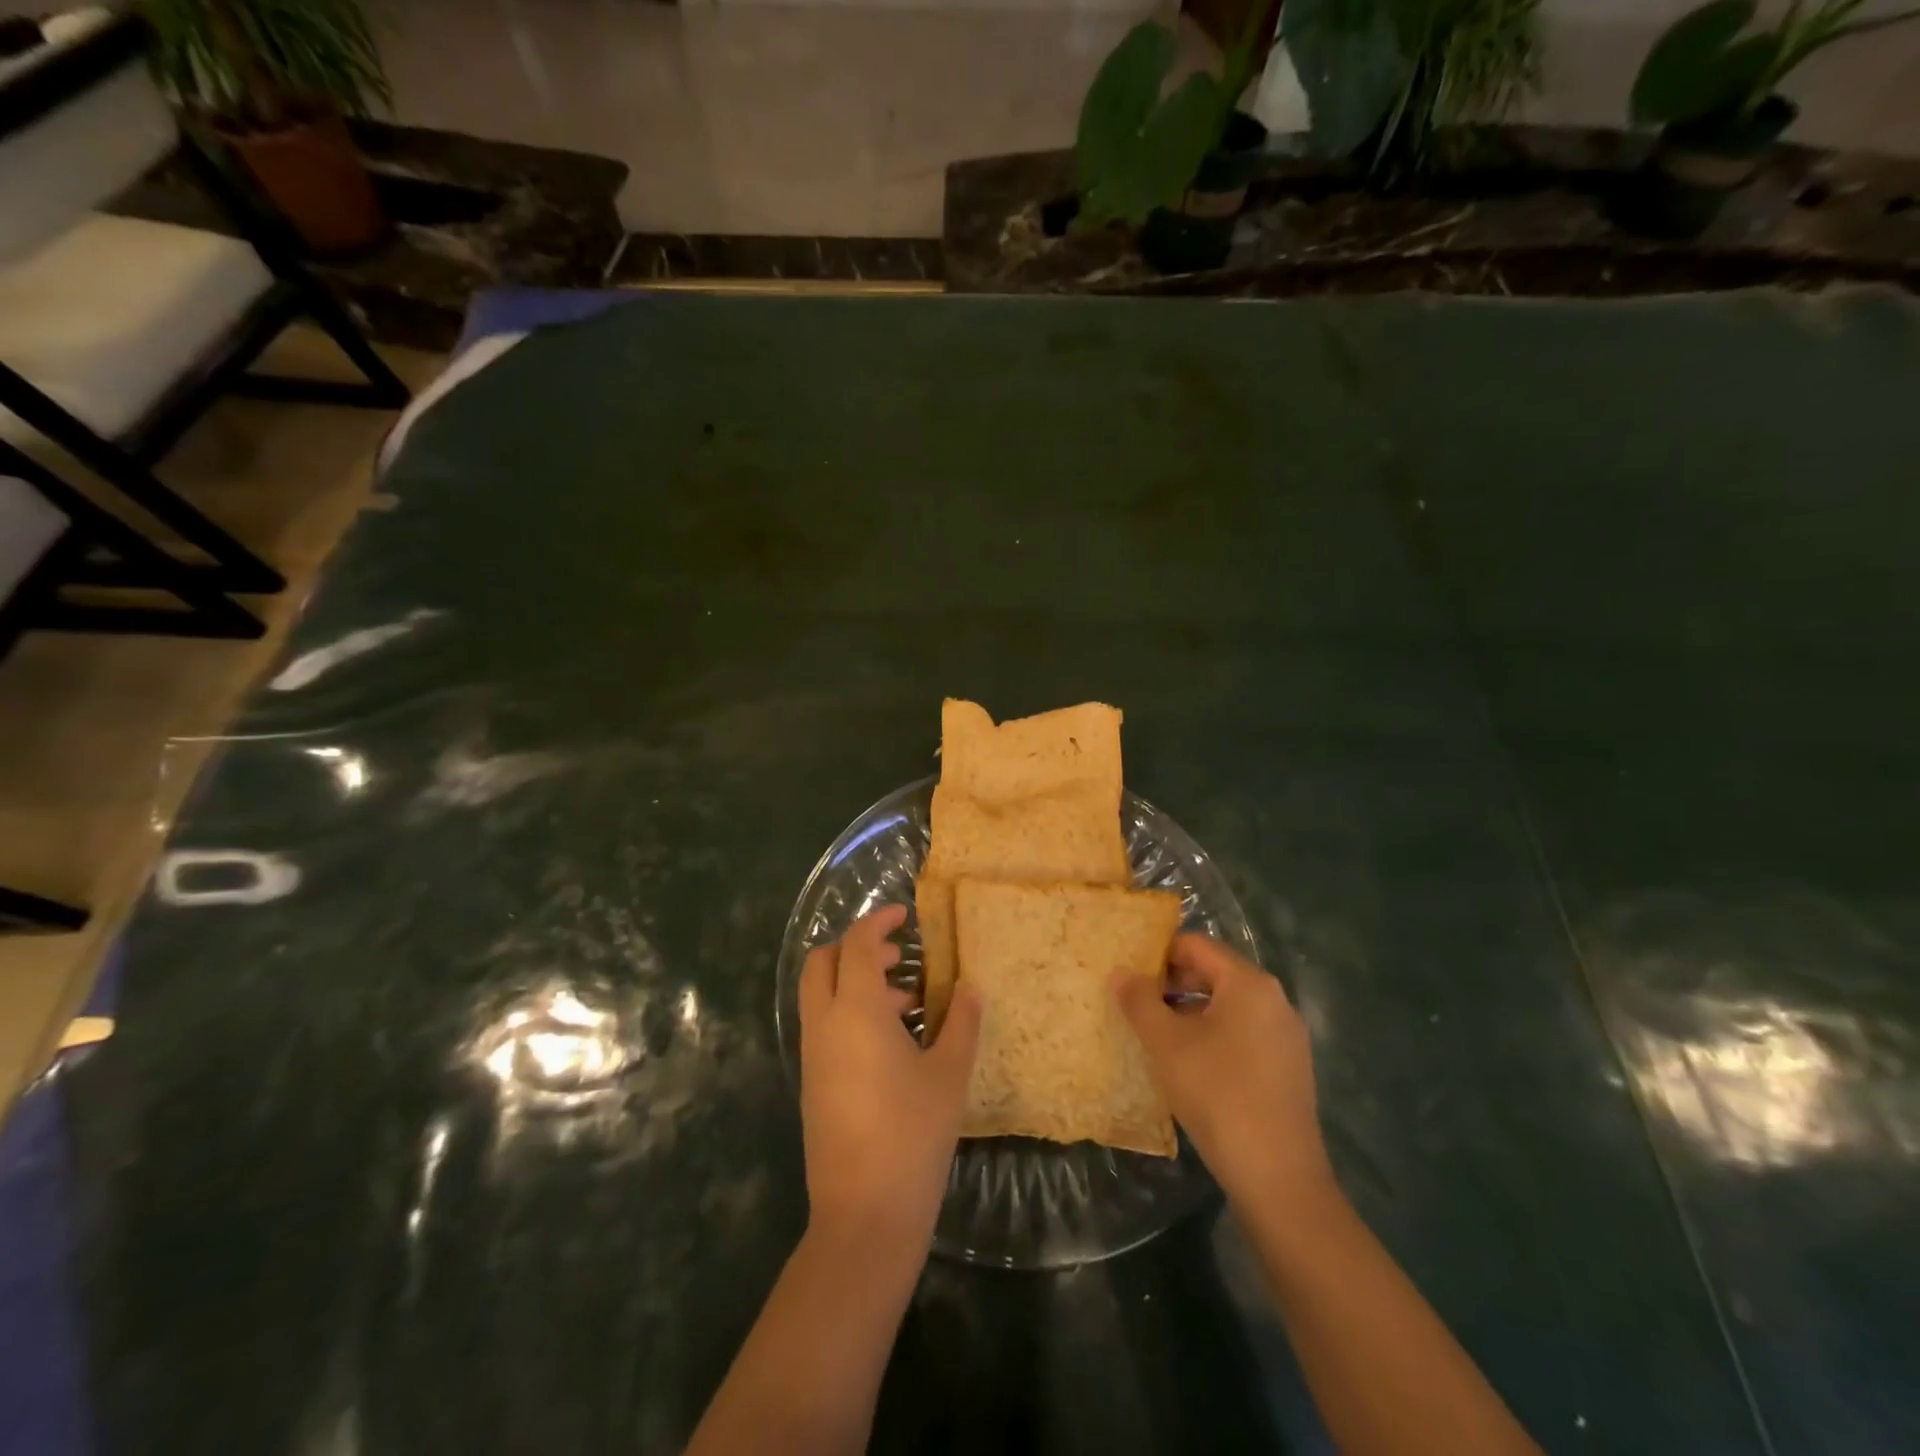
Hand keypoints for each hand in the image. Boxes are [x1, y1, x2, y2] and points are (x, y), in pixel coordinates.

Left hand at [799, 905, 981, 1259]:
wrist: (864, 1216)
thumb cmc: (912, 1135)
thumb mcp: (949, 1074)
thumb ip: (961, 1022)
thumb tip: (969, 988)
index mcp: (855, 1012)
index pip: (856, 944)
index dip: (878, 921)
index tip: (905, 915)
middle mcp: (824, 1025)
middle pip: (822, 962)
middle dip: (856, 948)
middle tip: (900, 958)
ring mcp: (813, 1056)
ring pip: (822, 995)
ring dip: (856, 983)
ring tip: (908, 1003)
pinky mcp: (812, 1084)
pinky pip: (825, 1026)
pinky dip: (851, 1013)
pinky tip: (893, 1043)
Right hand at [1114, 935, 1334, 1210]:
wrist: (1278, 1177)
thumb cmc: (1217, 1094)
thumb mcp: (1166, 1043)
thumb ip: (1139, 1001)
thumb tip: (1121, 973)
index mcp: (1249, 983)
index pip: (1196, 945)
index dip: (1157, 954)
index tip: (1128, 975)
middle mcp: (1274, 1000)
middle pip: (1213, 973)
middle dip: (1171, 984)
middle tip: (1135, 1005)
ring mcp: (1285, 1037)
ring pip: (1227, 1006)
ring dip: (1188, 1013)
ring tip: (1154, 1035)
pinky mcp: (1287, 1069)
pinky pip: (1242, 1034)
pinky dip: (1211, 1037)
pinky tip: (1187, 1065)